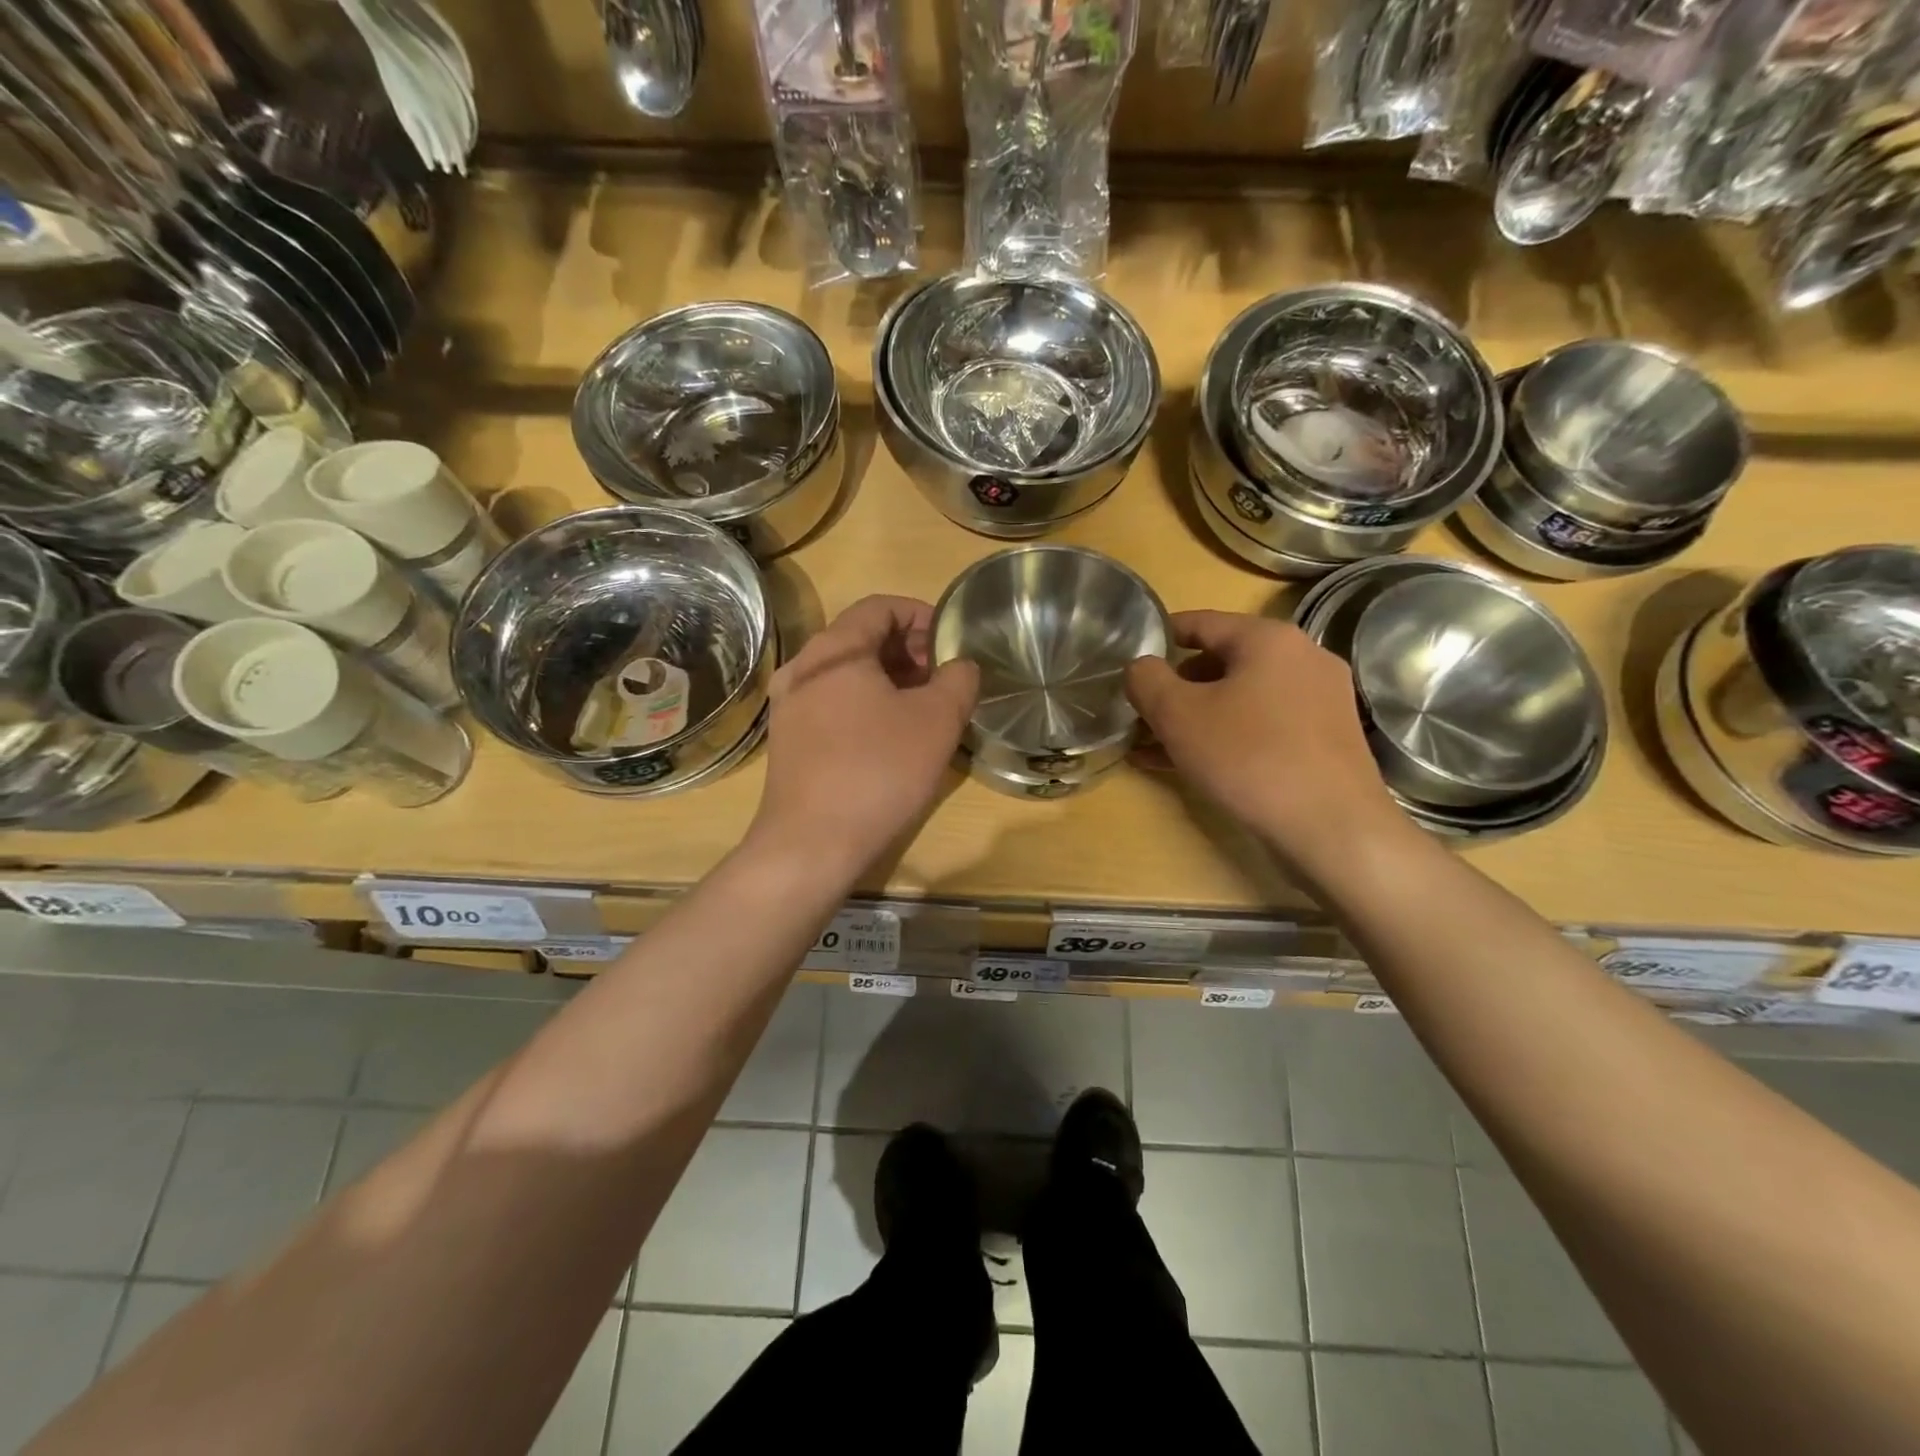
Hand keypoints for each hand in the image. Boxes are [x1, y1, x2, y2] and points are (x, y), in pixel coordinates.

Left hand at [751, 595, 977, 876]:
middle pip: (860, 637)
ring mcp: (788, 705)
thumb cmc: (878, 771)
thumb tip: (960, 666)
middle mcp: (802, 667)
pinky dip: (864, 705)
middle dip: (907, 650)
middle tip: (942, 679)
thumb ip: (959, 679)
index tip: (951, 644)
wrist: (812, 843)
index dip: (922, 615)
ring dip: (888, 680)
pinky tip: (889, 737)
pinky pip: (832, 704)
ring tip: (922, 709)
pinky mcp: (787, 740)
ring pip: (846, 674)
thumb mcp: (938, 720)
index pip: (880, 606)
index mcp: (834, 649)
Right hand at [1125, 611, 1405, 867]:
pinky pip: (1262, 725)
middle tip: (1142, 711)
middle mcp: (1301, 658)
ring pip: (1241, 697)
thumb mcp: (1177, 715)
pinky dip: (1225, 736)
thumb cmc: (1248, 757)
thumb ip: (1147, 680)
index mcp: (1268, 638)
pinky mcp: (1325, 739)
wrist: (1332, 828)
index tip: (1131, 658)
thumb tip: (1140, 666)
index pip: (1200, 622)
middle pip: (1222, 661)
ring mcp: (1319, 700)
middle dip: (1176, 686)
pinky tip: (1190, 765)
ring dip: (1196, 716)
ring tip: (1155, 744)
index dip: (1160, 637)